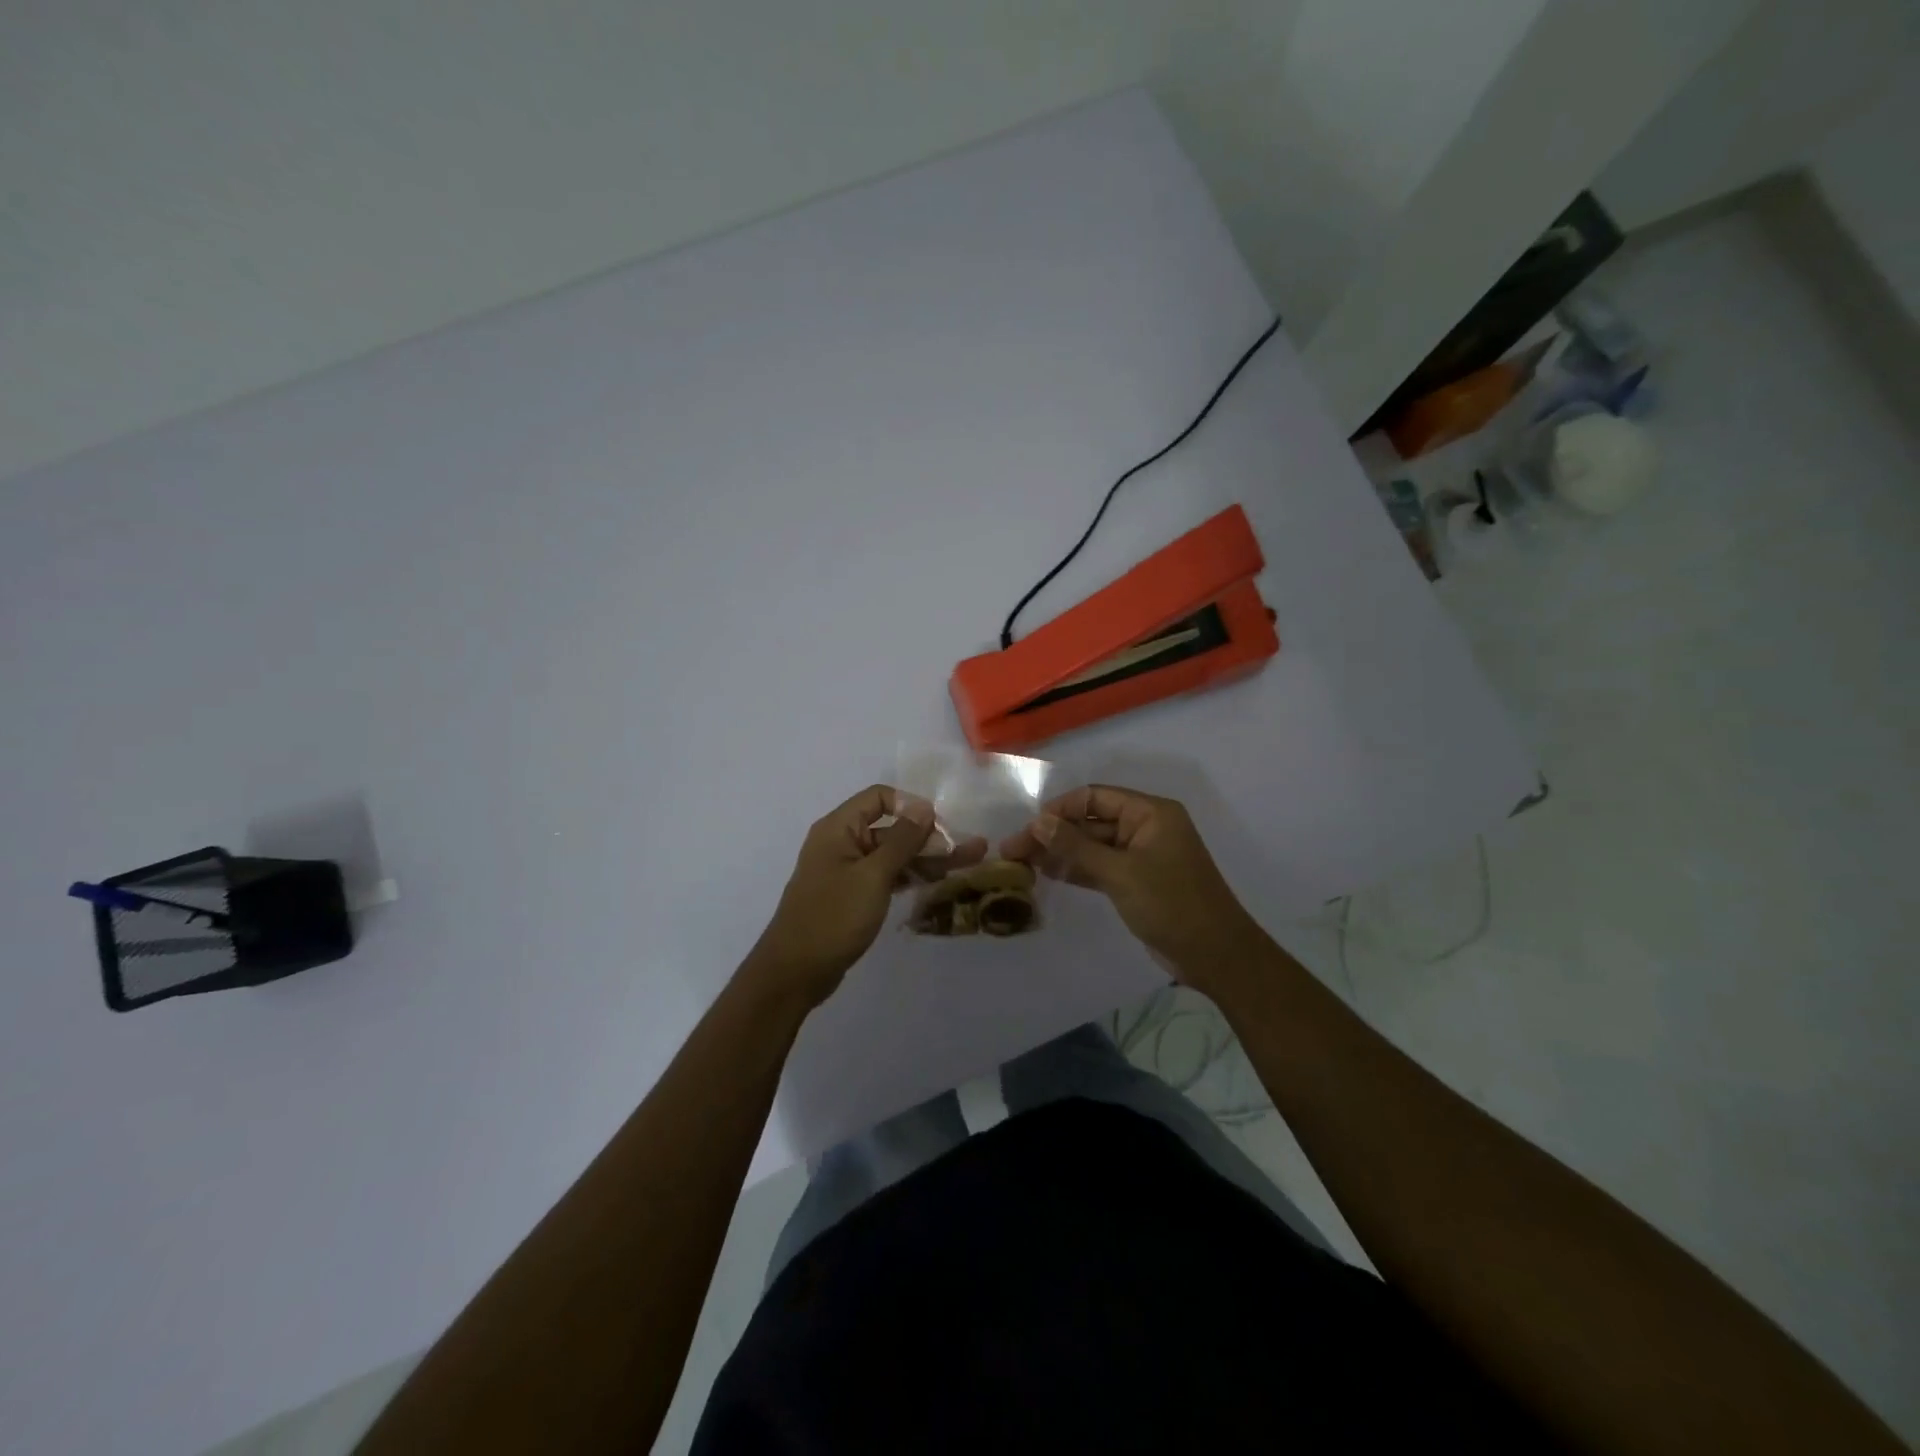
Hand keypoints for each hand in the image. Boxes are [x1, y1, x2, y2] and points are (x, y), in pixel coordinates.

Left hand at [745, 785, 984, 1008]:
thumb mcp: (873, 876)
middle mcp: (842, 842)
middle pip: (891, 828)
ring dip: (926, 857)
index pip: (879, 797)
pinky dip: (909, 875)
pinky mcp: (853, 895)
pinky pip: (886, 875)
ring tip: (965, 864)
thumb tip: (923, 807)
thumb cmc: (833, 917)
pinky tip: (937, 880)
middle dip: (930, 837)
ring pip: (893, 854)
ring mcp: (847, 870)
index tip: (940, 825)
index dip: (911, 805)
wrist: (795, 971)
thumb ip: (901, 840)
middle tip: (971, 848)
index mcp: (839, 828)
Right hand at [1001, 785, 1263, 989]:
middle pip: (1090, 822)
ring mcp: (1141, 856)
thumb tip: (1037, 822)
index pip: (1094, 798)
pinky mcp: (1137, 881)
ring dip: (1060, 853)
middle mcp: (1145, 827)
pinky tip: (1047, 874)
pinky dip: (1076, 870)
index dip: (1059, 809)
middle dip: (1053, 834)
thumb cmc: (1171, 904)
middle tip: (1012, 850)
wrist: (1215, 955)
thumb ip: (1076, 846)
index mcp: (1150, 813)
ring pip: (1092, 846)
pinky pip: (1100, 867)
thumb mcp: (1120, 872)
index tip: (1028, 827)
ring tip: (1021, 863)